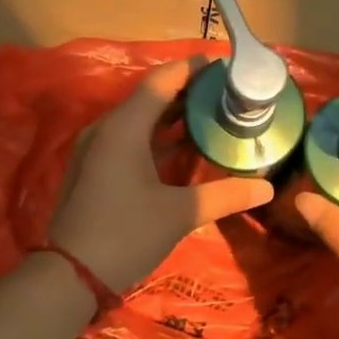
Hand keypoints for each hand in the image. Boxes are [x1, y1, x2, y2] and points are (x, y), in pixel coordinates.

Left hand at [49, 55, 274, 290]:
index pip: (162, 81)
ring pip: (138, 119)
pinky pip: (129, 138)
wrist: (70, 275)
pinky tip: (181, 148)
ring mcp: (95, 149)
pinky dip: (156, 136)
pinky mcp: (93, 168)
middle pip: (149, 97)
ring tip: (211, 114)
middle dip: (187, 91)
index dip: (192, 68)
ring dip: (171, 115)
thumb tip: (267, 188)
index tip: (223, 63)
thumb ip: (225, 195)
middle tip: (225, 92)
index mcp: (124, 128)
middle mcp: (106, 129)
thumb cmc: (125, 234)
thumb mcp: (180, 214)